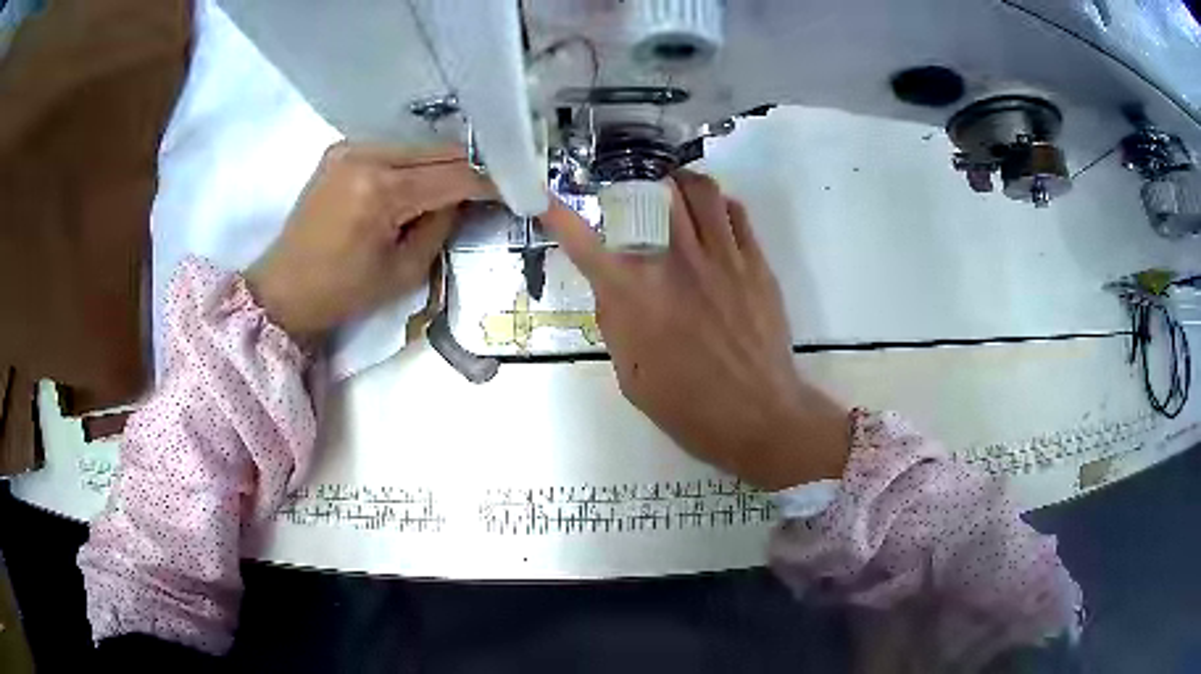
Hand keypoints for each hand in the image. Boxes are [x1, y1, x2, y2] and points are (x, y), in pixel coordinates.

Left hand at [245, 142, 494, 342]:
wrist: (282, 289)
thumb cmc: (341, 293)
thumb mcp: (403, 271)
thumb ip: (440, 227)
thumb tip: (464, 198)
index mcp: (380, 191)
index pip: (453, 176)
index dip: (490, 181)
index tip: (520, 187)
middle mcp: (365, 155)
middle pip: (437, 152)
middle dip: (470, 168)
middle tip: (496, 184)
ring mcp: (350, 147)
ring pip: (417, 147)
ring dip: (443, 164)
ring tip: (464, 184)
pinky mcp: (340, 150)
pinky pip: (392, 150)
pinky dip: (414, 163)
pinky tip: (425, 180)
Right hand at [540, 172, 848, 489]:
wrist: (757, 416)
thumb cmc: (688, 406)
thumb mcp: (630, 375)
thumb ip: (616, 322)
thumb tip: (612, 286)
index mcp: (635, 295)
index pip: (585, 243)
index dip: (559, 217)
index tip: (546, 200)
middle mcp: (675, 262)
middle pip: (654, 194)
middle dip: (639, 187)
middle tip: (636, 196)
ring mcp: (722, 257)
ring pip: (700, 190)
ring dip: (681, 184)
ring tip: (676, 191)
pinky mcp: (756, 263)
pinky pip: (736, 212)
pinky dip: (719, 205)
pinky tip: (713, 217)